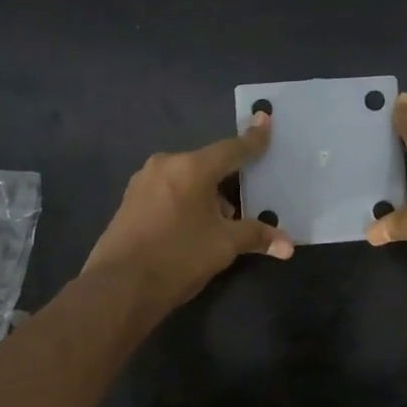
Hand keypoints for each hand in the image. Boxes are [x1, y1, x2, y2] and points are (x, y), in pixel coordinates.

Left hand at [84, 113, 295, 307]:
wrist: (118, 288)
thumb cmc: (178, 257)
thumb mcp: (223, 246)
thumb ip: (256, 236)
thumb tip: (288, 246)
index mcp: (192, 168)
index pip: (232, 149)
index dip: (253, 138)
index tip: (265, 118)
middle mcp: (166, 165)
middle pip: (208, 165)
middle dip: (229, 182)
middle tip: (245, 203)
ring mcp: (143, 182)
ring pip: (187, 180)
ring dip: (206, 195)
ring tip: (218, 225)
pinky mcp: (130, 201)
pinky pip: (169, 191)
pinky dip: (186, 202)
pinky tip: (191, 229)